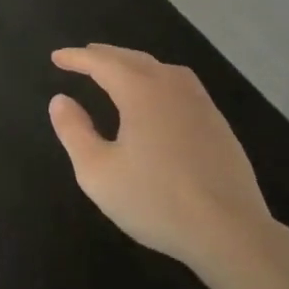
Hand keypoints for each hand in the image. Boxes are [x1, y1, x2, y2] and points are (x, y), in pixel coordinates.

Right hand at [49, 44, 281, 273]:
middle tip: (83, 57)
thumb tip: (60, 100)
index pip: (101, 63)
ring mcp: (200, 103)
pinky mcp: (218, 124)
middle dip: (105, 56)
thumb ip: (74, 132)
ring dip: (134, 64)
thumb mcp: (98, 172)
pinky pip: (181, 85)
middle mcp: (171, 86)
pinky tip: (158, 99)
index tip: (56, 57)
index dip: (76, 58)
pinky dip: (158, 79)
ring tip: (118, 71)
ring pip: (161, 69)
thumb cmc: (156, 201)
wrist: (231, 232)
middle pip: (132, 59)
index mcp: (140, 91)